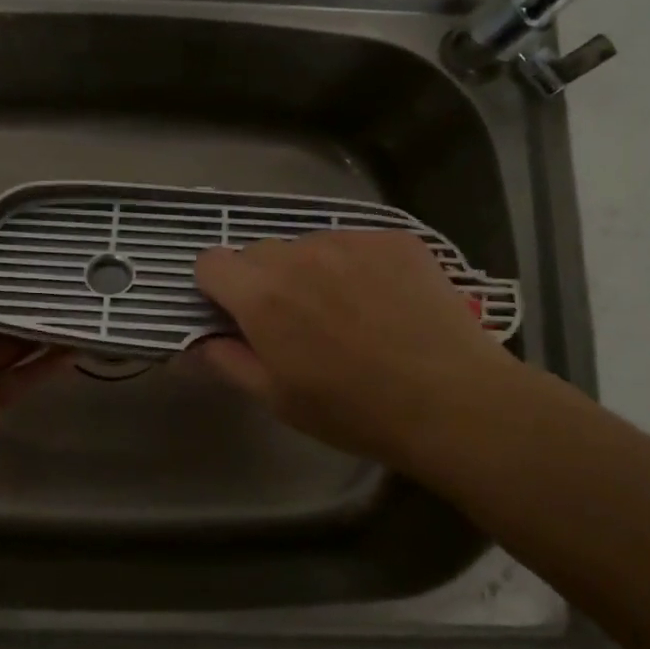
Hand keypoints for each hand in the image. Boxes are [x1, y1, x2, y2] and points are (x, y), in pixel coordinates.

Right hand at [192, 230, 535, 473]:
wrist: (453, 401)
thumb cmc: (354, 410)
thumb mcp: (278, 399)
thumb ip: (226, 361)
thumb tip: (196, 342)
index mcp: (262, 295)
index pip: (211, 262)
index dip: (218, 289)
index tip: (238, 316)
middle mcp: (299, 254)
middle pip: (258, 252)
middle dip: (264, 281)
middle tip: (297, 322)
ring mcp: (349, 240)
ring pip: (308, 246)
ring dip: (311, 271)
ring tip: (348, 313)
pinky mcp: (393, 238)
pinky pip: (354, 243)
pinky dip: (356, 266)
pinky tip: (384, 301)